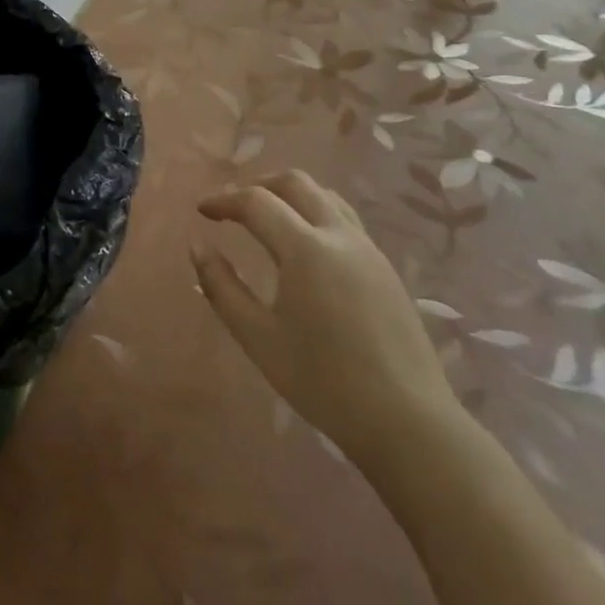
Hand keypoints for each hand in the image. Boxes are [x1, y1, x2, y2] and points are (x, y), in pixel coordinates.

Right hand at [192, 169, 457, 465]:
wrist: (407, 421)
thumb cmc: (322, 381)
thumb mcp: (257, 337)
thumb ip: (221, 286)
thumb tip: (197, 246)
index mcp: (306, 249)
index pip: (257, 202)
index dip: (223, 200)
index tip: (201, 211)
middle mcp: (340, 236)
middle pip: (296, 183)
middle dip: (258, 184)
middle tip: (232, 206)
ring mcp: (369, 250)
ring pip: (326, 197)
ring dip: (290, 195)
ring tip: (266, 218)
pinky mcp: (386, 269)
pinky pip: (345, 220)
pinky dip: (314, 213)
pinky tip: (303, 247)